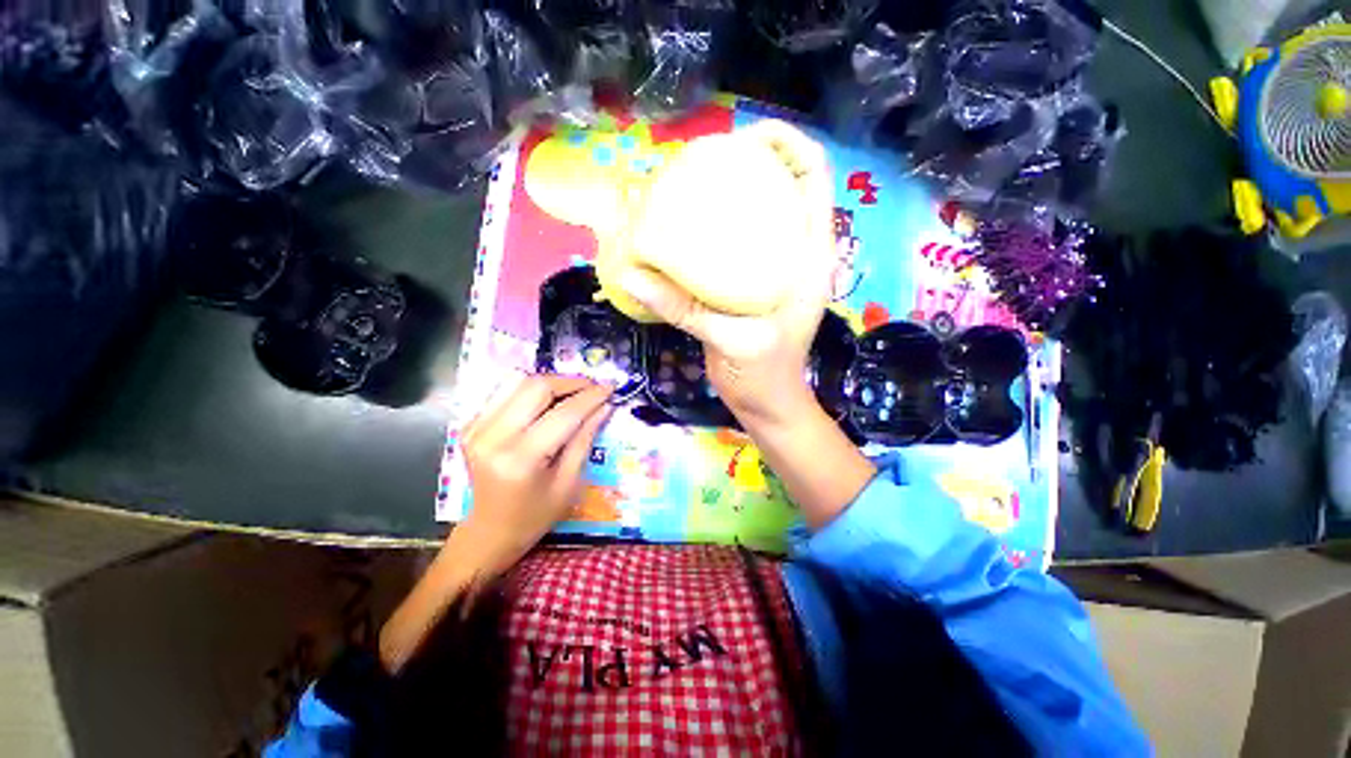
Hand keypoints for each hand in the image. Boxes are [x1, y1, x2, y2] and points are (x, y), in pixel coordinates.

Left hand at [456, 374, 613, 575]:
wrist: (487, 532)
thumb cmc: (534, 516)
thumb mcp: (569, 482)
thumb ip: (585, 438)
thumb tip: (605, 405)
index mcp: (520, 459)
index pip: (564, 413)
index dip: (591, 396)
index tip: (610, 387)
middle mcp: (492, 437)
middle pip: (537, 387)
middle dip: (571, 382)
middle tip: (593, 387)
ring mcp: (475, 428)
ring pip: (519, 382)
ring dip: (552, 382)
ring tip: (574, 392)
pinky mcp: (470, 424)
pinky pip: (505, 392)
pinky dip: (531, 390)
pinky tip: (547, 402)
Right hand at [617, 120, 836, 429]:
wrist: (764, 403)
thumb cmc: (763, 375)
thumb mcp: (730, 341)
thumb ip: (684, 309)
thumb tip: (631, 276)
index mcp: (809, 259)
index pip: (813, 180)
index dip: (788, 145)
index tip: (746, 137)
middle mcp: (795, 255)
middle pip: (784, 187)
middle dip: (754, 163)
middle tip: (709, 160)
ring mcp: (772, 269)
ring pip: (760, 214)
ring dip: (734, 194)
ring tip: (696, 184)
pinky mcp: (750, 284)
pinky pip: (737, 244)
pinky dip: (717, 230)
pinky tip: (688, 230)